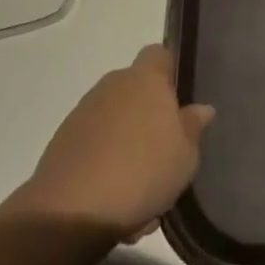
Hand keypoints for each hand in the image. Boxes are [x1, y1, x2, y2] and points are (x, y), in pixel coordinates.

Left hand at [17, 46, 214, 240]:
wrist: (73, 210)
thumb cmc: (142, 171)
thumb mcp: (185, 156)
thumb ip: (193, 127)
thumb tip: (202, 108)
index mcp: (145, 79)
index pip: (159, 54)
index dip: (169, 73)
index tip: (177, 101)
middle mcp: (113, 85)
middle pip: (135, 90)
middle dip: (147, 116)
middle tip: (162, 152)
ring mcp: (84, 112)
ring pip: (114, 120)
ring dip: (125, 143)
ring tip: (137, 187)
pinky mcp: (62, 140)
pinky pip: (93, 144)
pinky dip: (103, 162)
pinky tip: (111, 198)